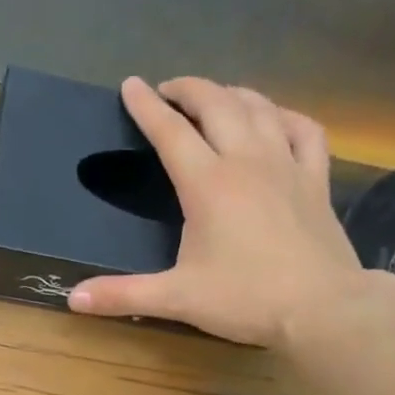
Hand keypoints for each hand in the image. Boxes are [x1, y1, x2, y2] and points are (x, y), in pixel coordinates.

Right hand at [68, 77, 368, 349]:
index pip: (170, 132)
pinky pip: (304, 130)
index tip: (131, 86)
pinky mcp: (315, 180)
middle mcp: (246, 161)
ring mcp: (286, 166)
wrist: (321, 308)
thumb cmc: (244, 299)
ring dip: (232, 94)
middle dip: (188, 90)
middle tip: (169, 91)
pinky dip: (285, 116)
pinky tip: (276, 119)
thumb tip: (73, 298)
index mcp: (207, 184)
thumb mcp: (176, 298)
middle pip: (216, 105)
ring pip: (259, 108)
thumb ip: (123, 295)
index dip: (147, 107)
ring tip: (215, 98)